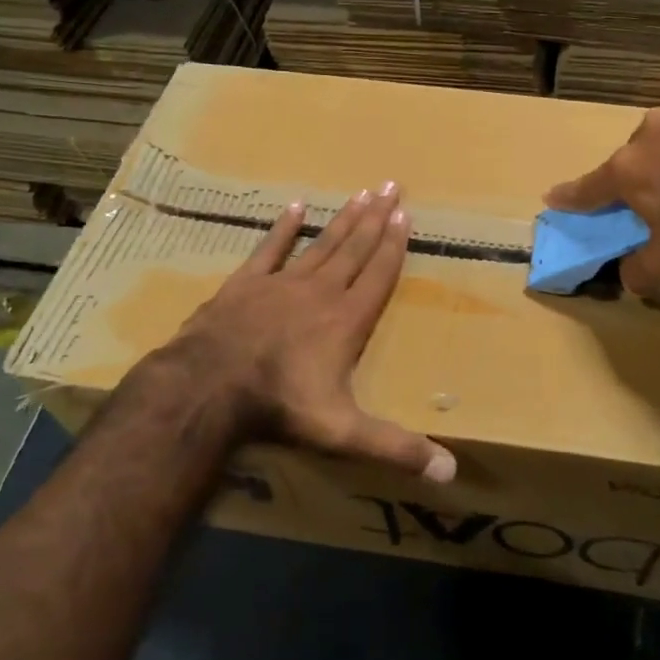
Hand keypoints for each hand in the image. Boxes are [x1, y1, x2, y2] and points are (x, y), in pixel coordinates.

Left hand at [160, 184, 454, 482]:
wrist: (209, 386)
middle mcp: (320, 292)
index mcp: (347, 319)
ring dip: (344, 218)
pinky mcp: (246, 284)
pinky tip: (295, 206)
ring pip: (321, 243)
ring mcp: (281, 284)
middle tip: (392, 186)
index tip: (406, 215)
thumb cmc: (281, 404)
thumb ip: (395, 447)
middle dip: (376, 218)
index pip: (378, 274)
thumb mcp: (344, 431)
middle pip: (355, 248)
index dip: (394, 245)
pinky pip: (270, 249)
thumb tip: (450, 473)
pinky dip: (284, 229)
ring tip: (362, 192)